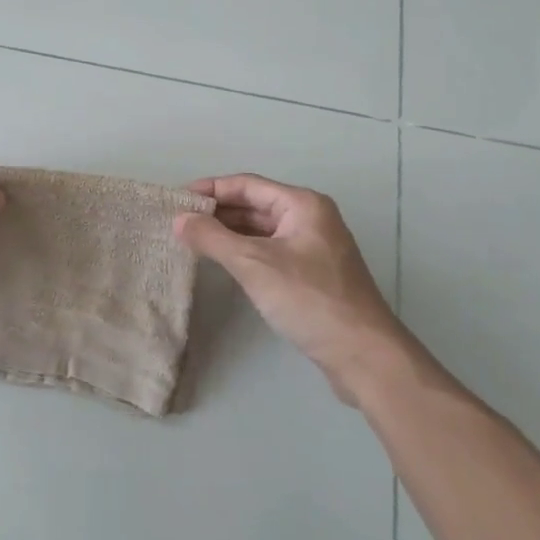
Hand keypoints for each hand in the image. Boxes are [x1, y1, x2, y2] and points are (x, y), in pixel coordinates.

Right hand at [175, 175, 405, 404]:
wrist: (363, 354)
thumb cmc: (309, 299)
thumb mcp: (254, 264)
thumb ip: (213, 238)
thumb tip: (179, 219)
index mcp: (302, 204)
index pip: (247, 185)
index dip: (210, 189)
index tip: (176, 200)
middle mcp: (310, 218)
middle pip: (255, 205)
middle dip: (217, 212)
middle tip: (179, 222)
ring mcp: (313, 247)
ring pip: (262, 230)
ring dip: (229, 233)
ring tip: (192, 240)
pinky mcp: (313, 274)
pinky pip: (270, 251)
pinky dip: (245, 252)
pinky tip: (222, 262)